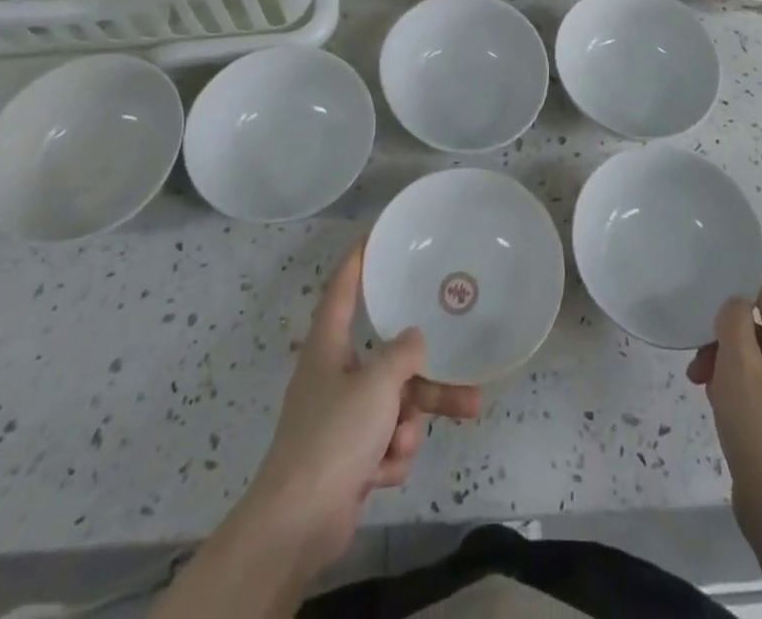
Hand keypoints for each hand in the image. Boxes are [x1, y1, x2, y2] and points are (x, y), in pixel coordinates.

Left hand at [236, 242, 483, 573]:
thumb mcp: (376, 386)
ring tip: (461, 419)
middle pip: (388, 359)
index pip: (342, 290)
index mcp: (328, 347)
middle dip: (425, 374)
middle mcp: (334, 376)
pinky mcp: (348, 457)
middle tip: (463, 368)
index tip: (374, 235)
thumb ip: (402, 355)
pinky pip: (385, 441)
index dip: (357, 261)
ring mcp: (341, 420)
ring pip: (395, 405)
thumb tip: (414, 339)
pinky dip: (391, 456)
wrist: (298, 525)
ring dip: (413, 422)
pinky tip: (381, 473)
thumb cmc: (333, 437)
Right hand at [686, 282, 761, 536]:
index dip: (732, 296)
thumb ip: (732, 319)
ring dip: (727, 366)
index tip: (702, 313)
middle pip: (760, 328)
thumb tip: (735, 305)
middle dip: (724, 341)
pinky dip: (740, 390)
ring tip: (706, 390)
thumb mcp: (739, 364)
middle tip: (698, 364)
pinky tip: (721, 408)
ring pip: (758, 358)